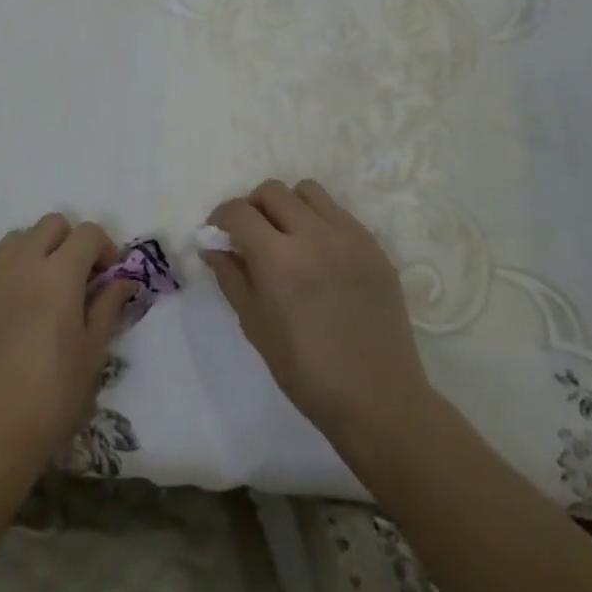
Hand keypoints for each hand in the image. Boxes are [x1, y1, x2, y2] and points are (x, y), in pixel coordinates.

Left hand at [0, 214, 132, 477]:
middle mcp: (20, 264)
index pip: (87, 233)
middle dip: (71, 242)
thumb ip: (108, 306)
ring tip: (45, 290)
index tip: (109, 277)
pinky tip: (15, 314)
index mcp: (58, 274)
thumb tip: (122, 280)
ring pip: (17, 239)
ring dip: (37, 251)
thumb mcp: (92, 354)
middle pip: (51, 225)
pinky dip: (11, 275)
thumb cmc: (51, 397)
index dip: (105, 248)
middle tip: (79, 279)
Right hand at [202, 179, 434, 455]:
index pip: (238, 211)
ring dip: (289, 205)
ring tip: (287, 237)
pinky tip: (320, 255)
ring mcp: (349, 237)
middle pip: (272, 191)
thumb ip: (231, 277)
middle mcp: (314, 235)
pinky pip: (339, 214)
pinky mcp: (375, 247)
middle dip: (252, 207)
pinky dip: (320, 221)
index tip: (218, 234)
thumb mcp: (255, 326)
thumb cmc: (306, 371)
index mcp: (279, 258)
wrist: (378, 400)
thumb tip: (212, 246)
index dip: (221, 217)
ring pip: (309, 191)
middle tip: (250, 235)